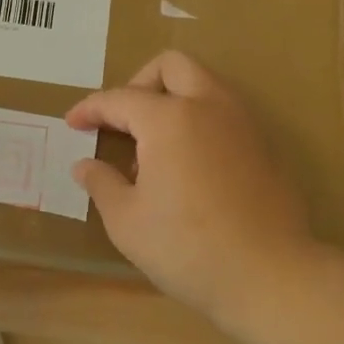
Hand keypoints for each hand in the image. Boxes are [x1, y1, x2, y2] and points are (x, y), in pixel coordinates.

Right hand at [67, 52, 311, 325]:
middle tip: (122, 120)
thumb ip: (102, 184)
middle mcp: (209, 106)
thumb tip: (85, 166)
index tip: (73, 123)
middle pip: (172, 66)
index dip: (91, 109)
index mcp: (169, 118)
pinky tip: (187, 167)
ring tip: (154, 149)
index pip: (120, 98)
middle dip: (139, 83)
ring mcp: (243, 124)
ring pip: (204, 85)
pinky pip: (224, 114)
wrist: (270, 276)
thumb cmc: (187, 247)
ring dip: (173, 100)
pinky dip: (199, 122)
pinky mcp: (265, 147)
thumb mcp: (127, 221)